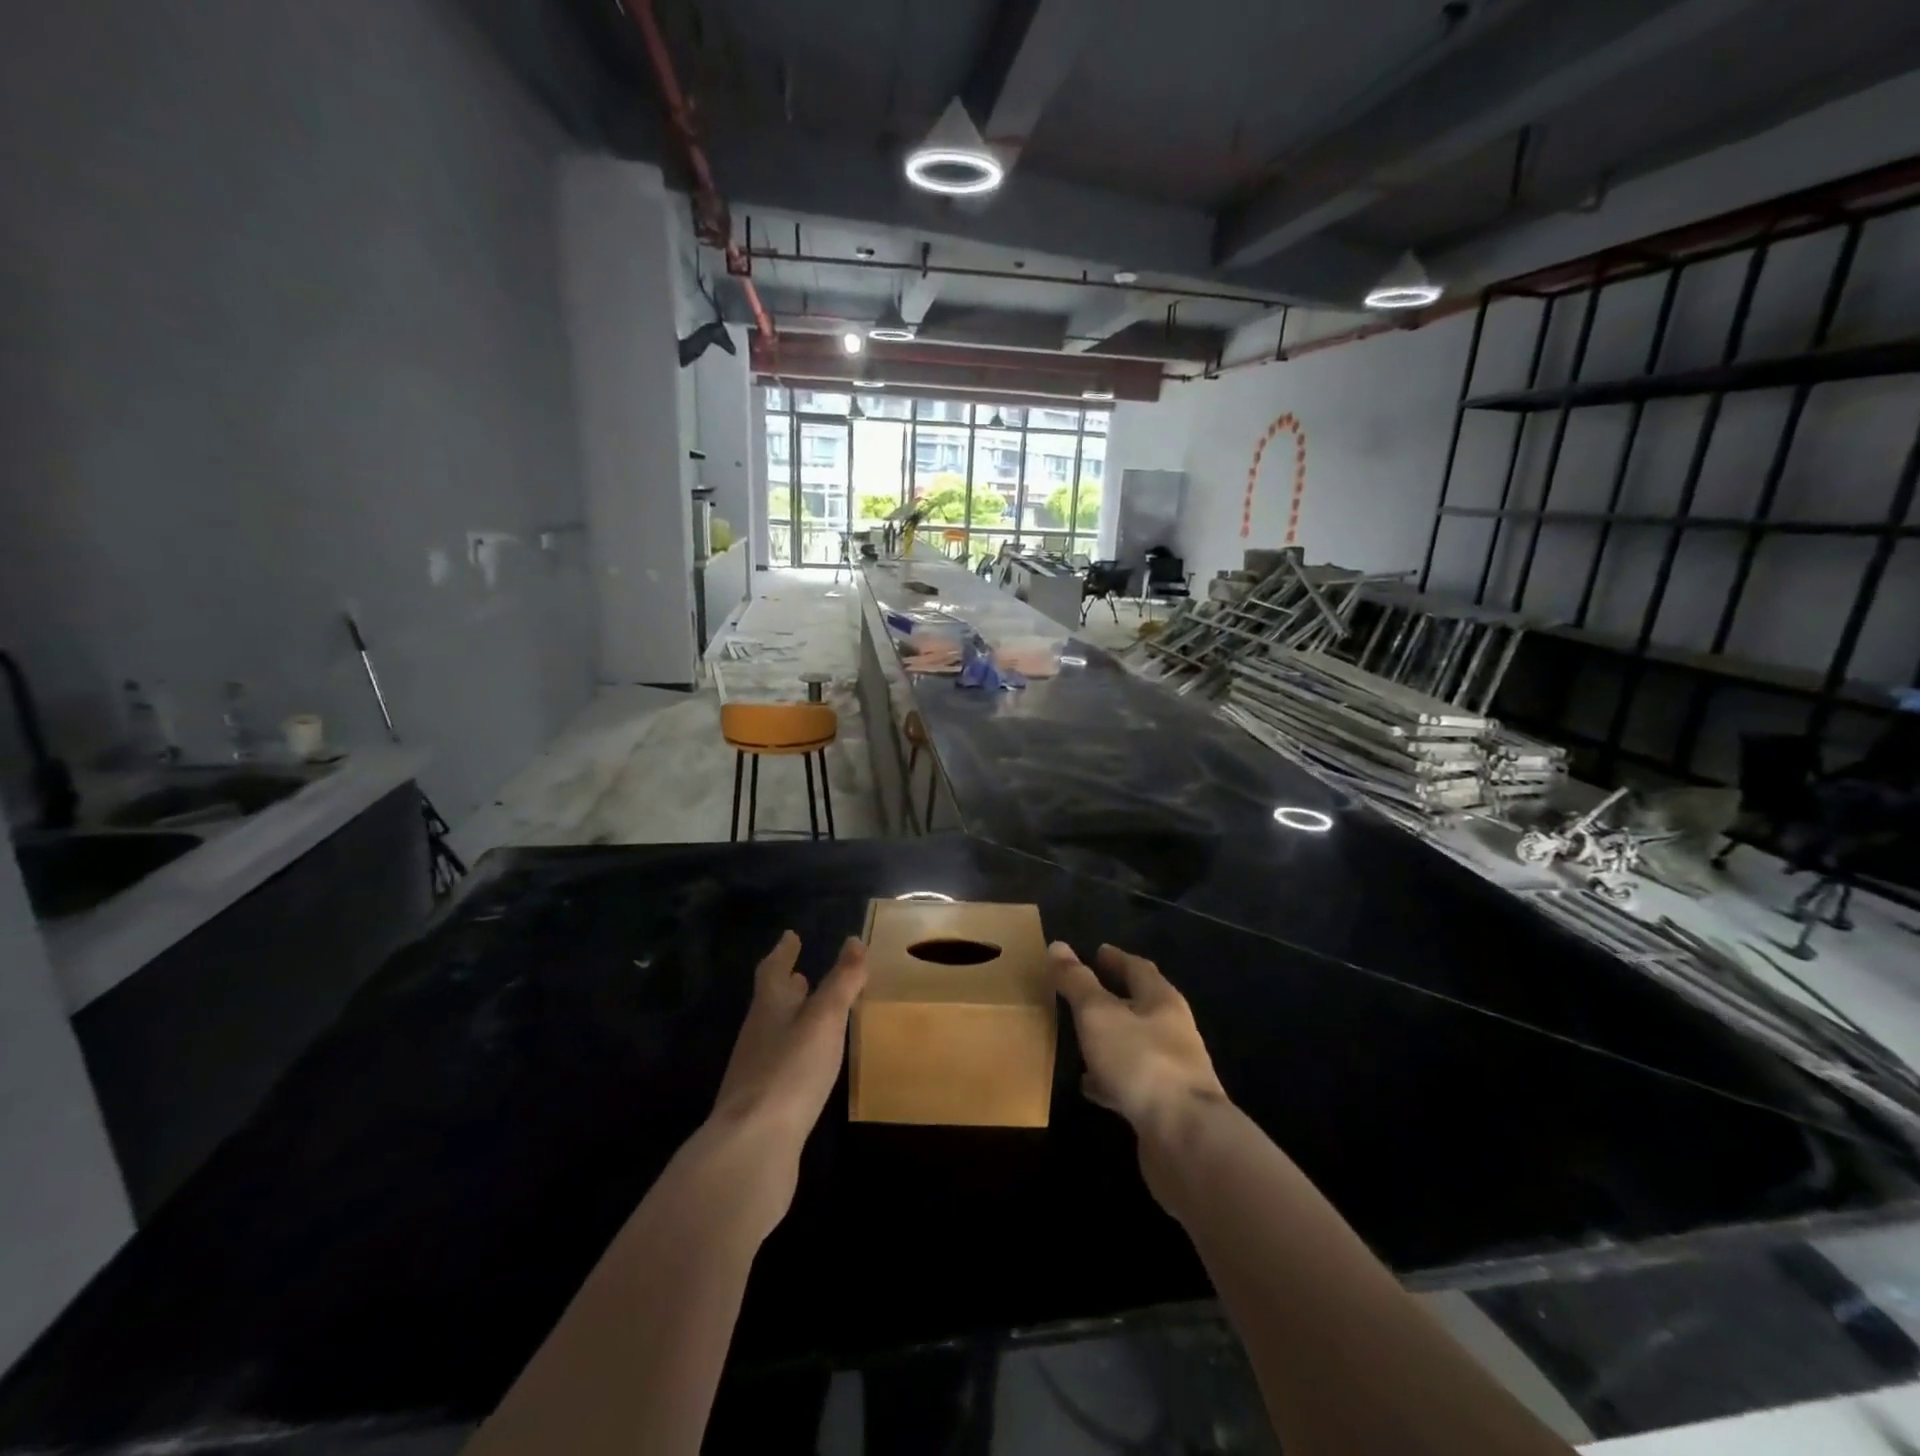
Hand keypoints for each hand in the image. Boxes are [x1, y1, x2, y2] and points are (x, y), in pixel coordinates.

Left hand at [704, 932, 864, 1236]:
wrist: (753, 1148)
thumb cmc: (790, 1070)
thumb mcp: (824, 1019)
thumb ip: (841, 982)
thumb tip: (854, 941)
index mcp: (768, 1008)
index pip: (773, 970)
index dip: (783, 952)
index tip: (790, 935)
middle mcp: (757, 1035)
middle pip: (770, 1002)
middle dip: (787, 985)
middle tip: (801, 972)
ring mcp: (756, 1071)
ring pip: (775, 1032)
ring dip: (792, 1018)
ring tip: (812, 1013)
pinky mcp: (763, 1104)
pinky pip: (781, 1064)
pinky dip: (795, 1051)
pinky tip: (809, 1064)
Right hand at [1049, 942, 1226, 1143]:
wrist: (1186, 1139)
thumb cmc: (1141, 1062)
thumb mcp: (1099, 1015)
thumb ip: (1077, 982)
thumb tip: (1057, 946)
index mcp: (1162, 1001)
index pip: (1139, 969)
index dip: (1117, 959)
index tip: (1097, 951)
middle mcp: (1173, 1031)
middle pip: (1141, 1006)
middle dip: (1114, 998)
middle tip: (1083, 992)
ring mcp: (1172, 1071)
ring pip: (1135, 1045)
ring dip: (1111, 1039)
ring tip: (1080, 1038)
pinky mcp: (1165, 1107)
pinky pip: (1132, 1082)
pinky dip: (1110, 1078)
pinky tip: (1089, 1086)